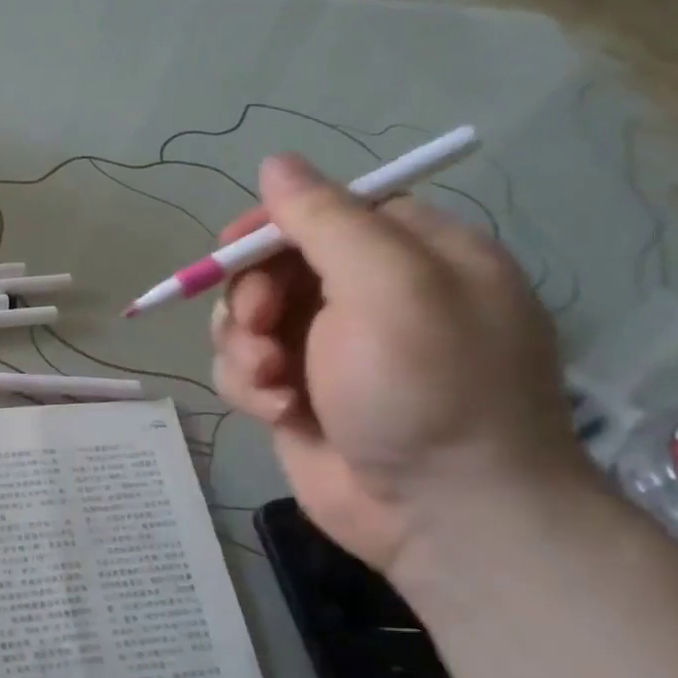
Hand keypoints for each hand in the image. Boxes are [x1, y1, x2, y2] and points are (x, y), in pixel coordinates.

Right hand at [211, 153, 592, 587]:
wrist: (443, 514)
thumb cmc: (428, 389)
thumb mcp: (387, 287)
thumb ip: (327, 220)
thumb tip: (276, 163)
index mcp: (410, 255)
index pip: (326, 211)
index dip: (274, 224)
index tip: (235, 248)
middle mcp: (368, 297)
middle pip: (274, 266)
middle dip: (253, 296)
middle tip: (261, 327)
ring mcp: (329, 350)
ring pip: (247, 320)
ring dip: (244, 346)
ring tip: (271, 382)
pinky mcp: (298, 396)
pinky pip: (244, 368)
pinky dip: (248, 386)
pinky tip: (277, 412)